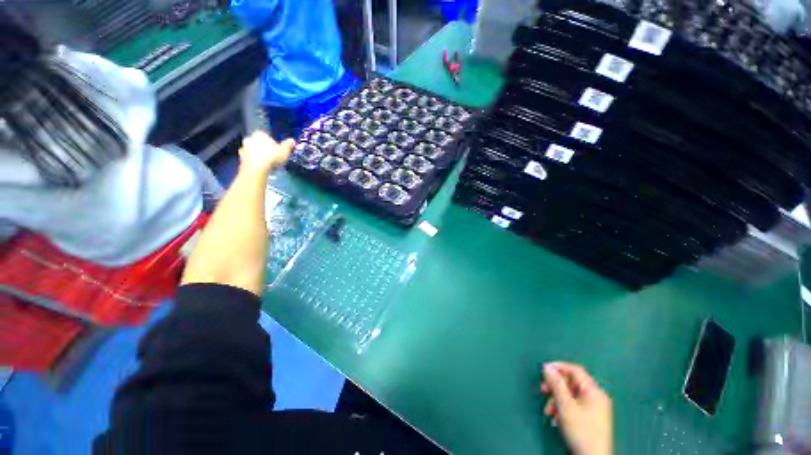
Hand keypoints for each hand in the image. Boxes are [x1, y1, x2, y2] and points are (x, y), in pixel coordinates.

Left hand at [239, 131, 293, 173]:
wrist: (256, 168)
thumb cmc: (272, 157)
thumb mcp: (284, 151)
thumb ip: (288, 145)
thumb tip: (292, 140)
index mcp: (260, 134)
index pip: (267, 136)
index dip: (273, 143)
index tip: (277, 150)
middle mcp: (249, 138)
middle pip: (258, 143)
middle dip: (264, 148)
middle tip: (272, 156)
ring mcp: (244, 149)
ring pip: (253, 150)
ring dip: (258, 155)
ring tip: (268, 163)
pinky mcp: (241, 159)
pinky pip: (249, 159)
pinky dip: (254, 162)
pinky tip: (261, 167)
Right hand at [541, 362, 612, 454]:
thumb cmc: (581, 430)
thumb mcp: (566, 406)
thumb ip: (556, 384)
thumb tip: (547, 367)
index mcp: (594, 391)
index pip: (575, 370)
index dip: (558, 367)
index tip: (543, 369)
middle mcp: (596, 397)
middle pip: (571, 383)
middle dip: (555, 387)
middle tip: (542, 390)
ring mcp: (594, 408)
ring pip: (570, 395)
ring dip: (556, 401)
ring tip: (547, 412)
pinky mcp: (590, 418)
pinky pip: (573, 406)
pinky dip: (562, 409)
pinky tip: (555, 420)